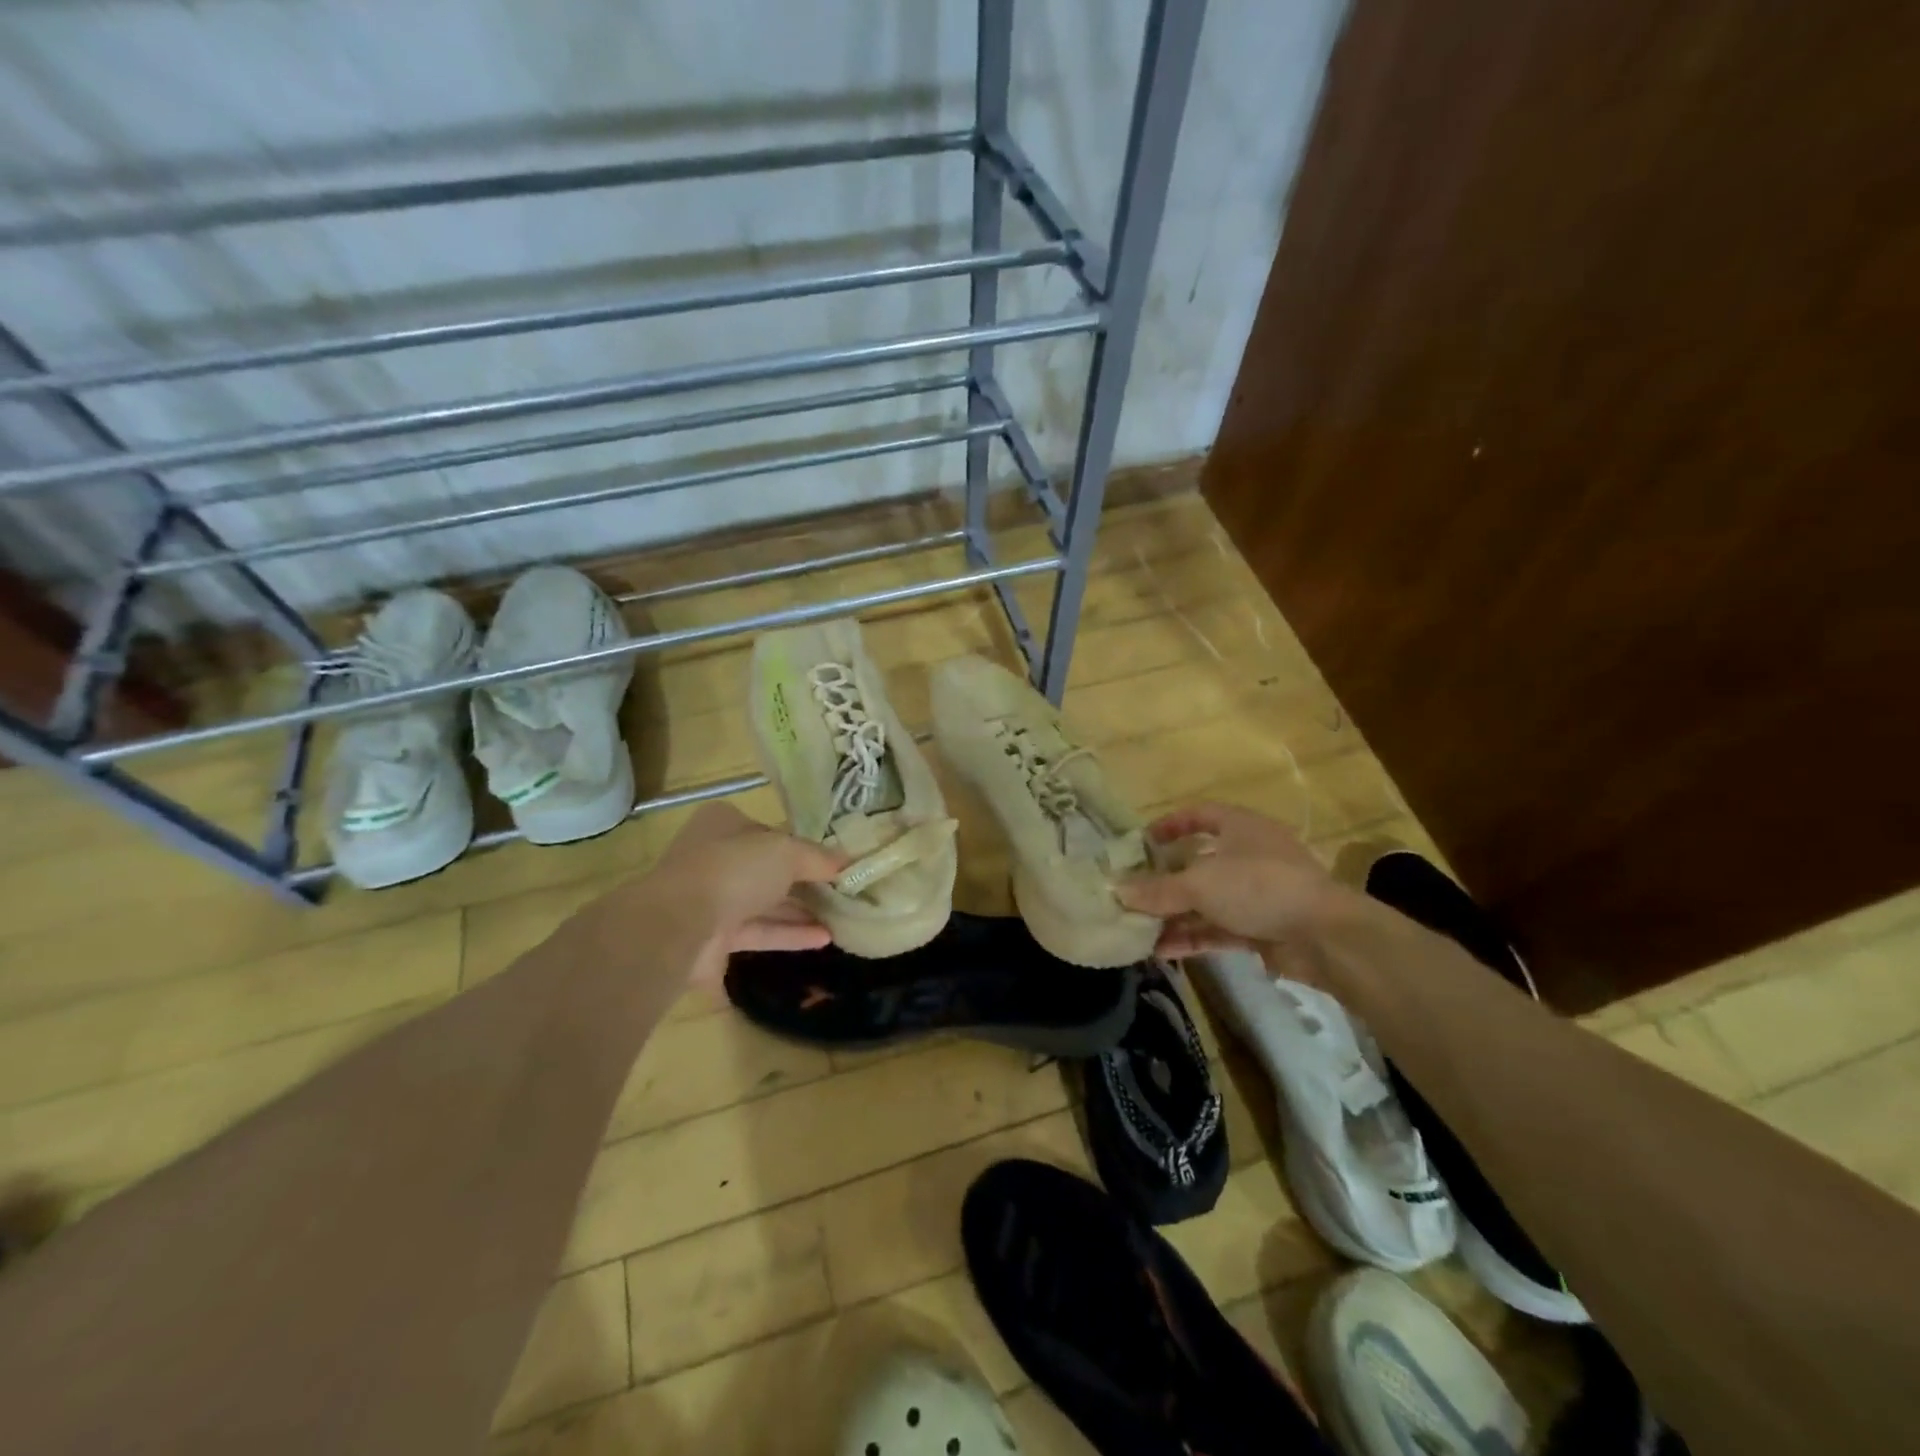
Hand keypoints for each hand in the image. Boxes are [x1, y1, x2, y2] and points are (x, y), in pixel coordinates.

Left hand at [624, 803, 847, 988]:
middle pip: (768, 869)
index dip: (803, 845)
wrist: (679, 926)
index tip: (834, 860)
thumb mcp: (786, 852)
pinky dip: (790, 934)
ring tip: (842, 917)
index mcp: (725, 824)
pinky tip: (825, 939)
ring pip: (764, 903)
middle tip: (843, 891)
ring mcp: (712, 900)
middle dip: (804, 881)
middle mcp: (716, 858)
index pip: (771, 832)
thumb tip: (848, 861)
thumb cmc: (734, 870)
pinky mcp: (714, 938)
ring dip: (801, 910)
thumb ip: (818, 857)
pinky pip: (759, 933)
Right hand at [1117, 801, 1346, 957]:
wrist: (1326, 936)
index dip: (1170, 824)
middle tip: (1133, 893)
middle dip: (1165, 880)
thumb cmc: (1260, 887)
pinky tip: (1162, 951)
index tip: (1142, 841)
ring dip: (1174, 915)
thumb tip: (1116, 891)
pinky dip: (1192, 937)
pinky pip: (1218, 929)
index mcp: (1240, 828)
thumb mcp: (1201, 883)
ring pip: (1206, 901)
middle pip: (1198, 863)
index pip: (1200, 815)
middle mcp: (1248, 856)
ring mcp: (1257, 894)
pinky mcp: (1262, 928)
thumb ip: (1157, 890)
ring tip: (1139, 929)